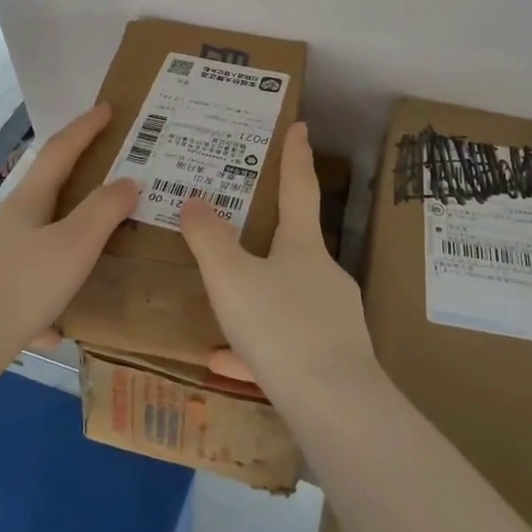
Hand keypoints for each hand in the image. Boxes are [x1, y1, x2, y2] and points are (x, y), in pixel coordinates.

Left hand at [0, 103, 139, 363]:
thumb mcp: (74, 246)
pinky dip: (45, 298)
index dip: (85, 128)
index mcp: (27, 202)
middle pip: (45, 194)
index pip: (60, 151)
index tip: (107, 108)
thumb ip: (103, 212)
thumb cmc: (22, 285)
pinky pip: (25, 286)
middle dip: (77, 186)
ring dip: (65, 246)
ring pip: (36, 243)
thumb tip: (128, 181)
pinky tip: (55, 327)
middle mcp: (5, 222)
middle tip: (109, 186)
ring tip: (91, 263)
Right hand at [179, 122, 377, 398]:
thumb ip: (209, 239)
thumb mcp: (231, 279)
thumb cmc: (280, 327)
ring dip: (254, 297)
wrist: (335, 407)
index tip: (300, 124)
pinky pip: (286, 344)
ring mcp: (332, 318)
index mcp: (303, 247)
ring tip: (219, 309)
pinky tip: (226, 362)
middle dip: (268, 236)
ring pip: (285, 298)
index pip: (299, 188)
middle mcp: (324, 276)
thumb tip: (196, 200)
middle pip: (294, 245)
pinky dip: (256, 347)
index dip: (295, 156)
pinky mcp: (331, 359)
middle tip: (237, 230)